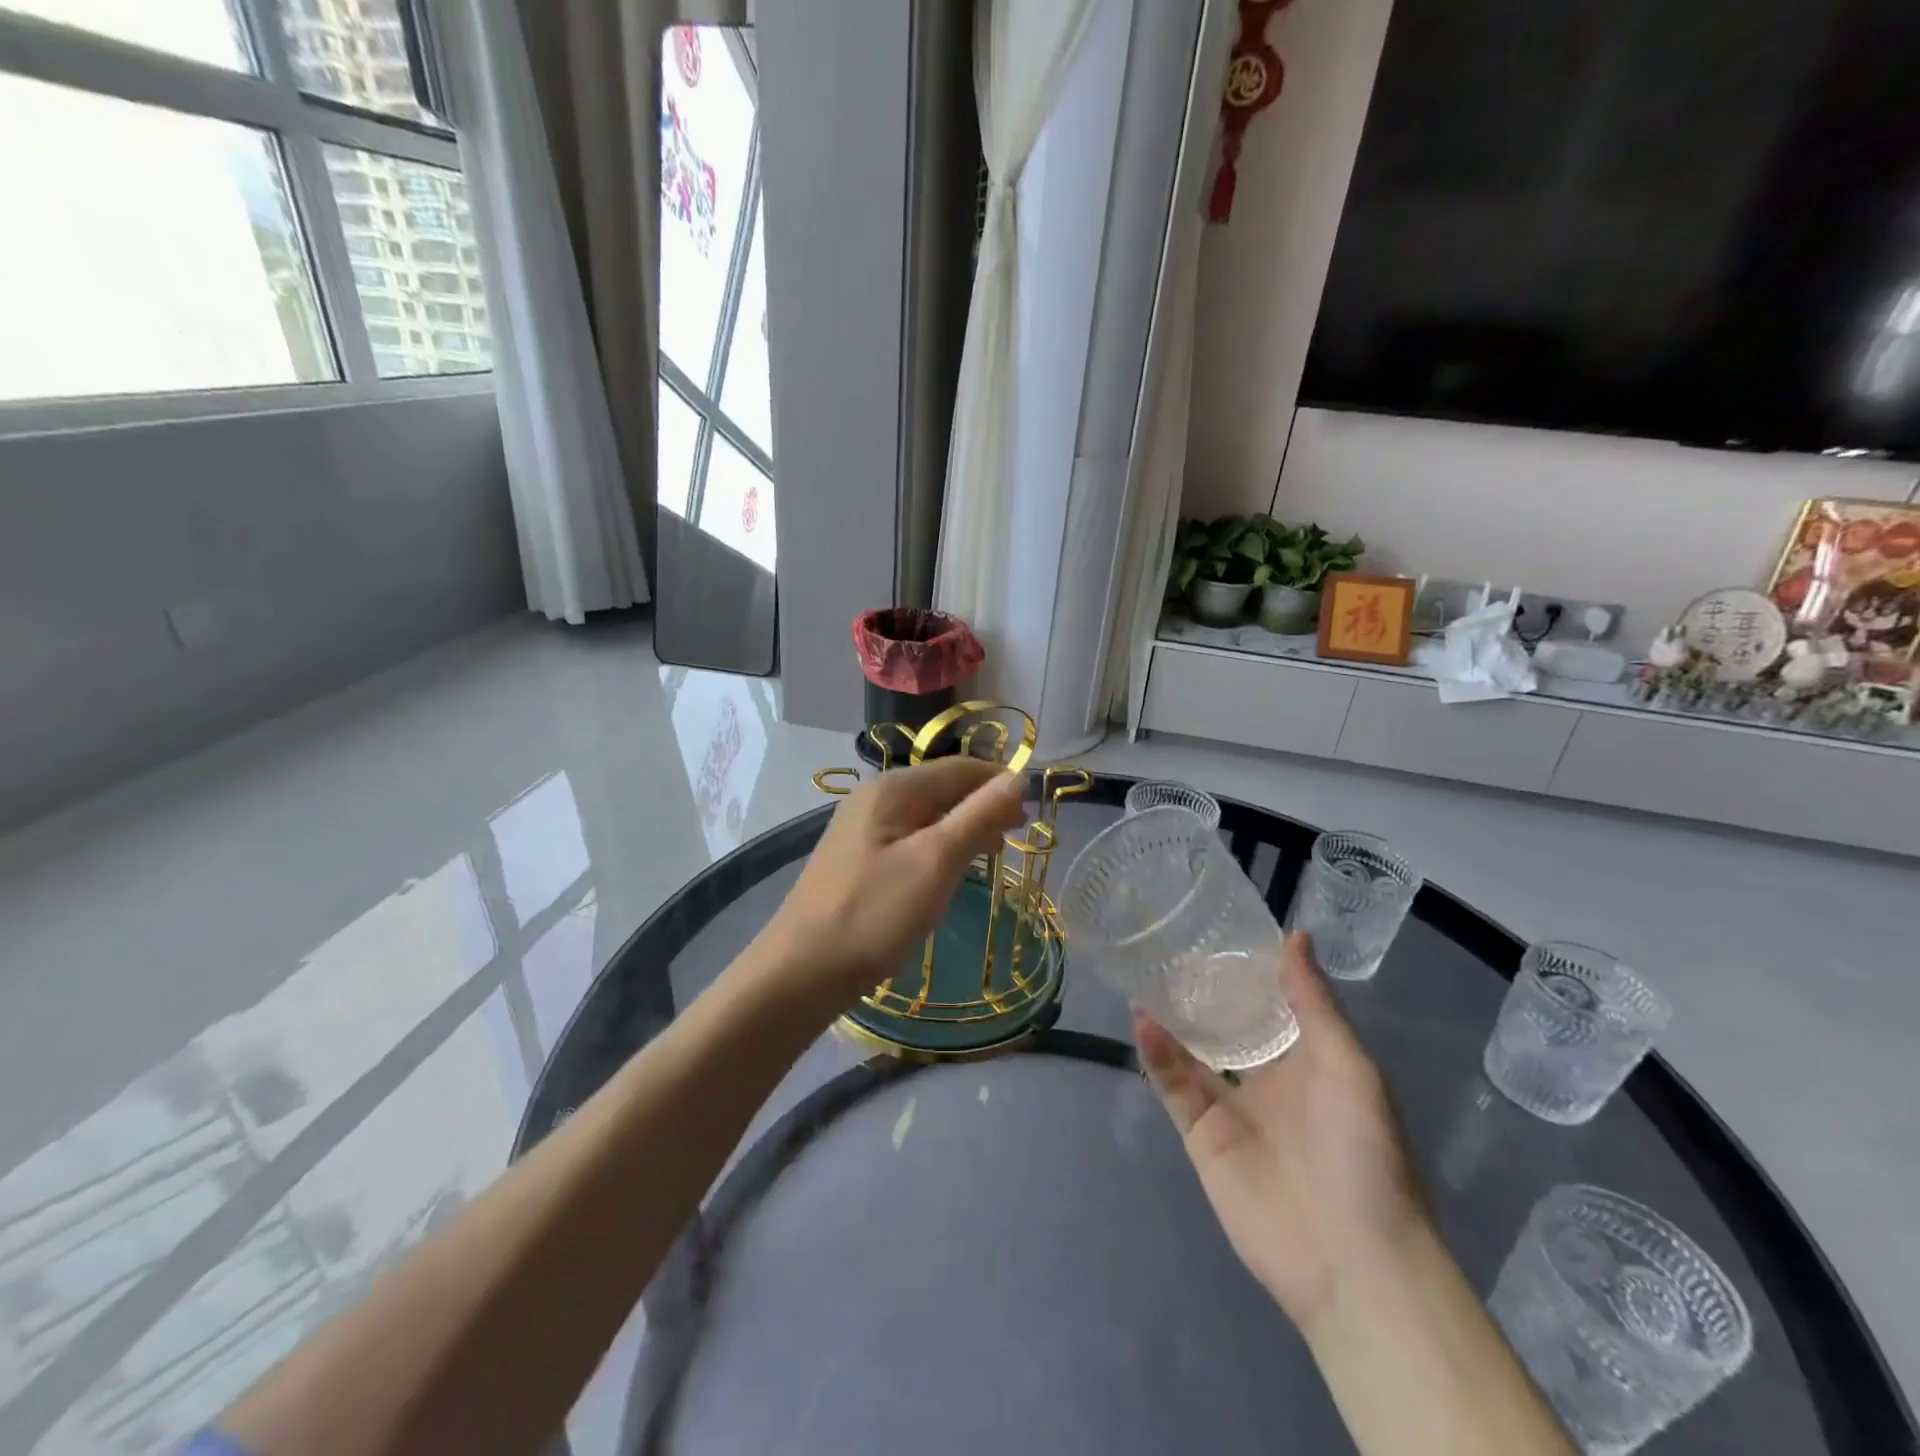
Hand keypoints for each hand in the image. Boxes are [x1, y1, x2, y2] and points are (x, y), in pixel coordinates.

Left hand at [758, 758, 1028, 1005]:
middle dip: (982, 806)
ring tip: (992, 855)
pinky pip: (909, 838)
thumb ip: (978, 815)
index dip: (999, 784)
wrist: (803, 969)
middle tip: (1015, 838)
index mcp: (893, 788)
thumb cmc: (875, 912)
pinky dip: (938, 847)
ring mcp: (862, 828)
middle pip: (942, 788)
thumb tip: (1017, 777)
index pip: (960, 768)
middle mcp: (875, 797)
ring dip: (963, 828)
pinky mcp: (858, 857)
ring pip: (927, 815)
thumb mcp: (936, 861)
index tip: (1031, 815)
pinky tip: (949, 871)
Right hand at [1134, 931, 1427, 1333]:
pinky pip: (1175, 1086)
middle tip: (1169, 945)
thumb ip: (1314, 1002)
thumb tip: (1295, 935)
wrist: (1351, 1258)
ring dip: (1172, 1017)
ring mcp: (1231, 1108)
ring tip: (1145, 971)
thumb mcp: (1348, 1066)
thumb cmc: (1361, 1151)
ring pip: (1193, 1051)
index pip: (1272, 1004)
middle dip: (1202, 991)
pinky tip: (1142, 1018)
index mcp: (1308, 1060)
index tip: (1220, 929)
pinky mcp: (1202, 1136)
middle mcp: (1267, 1078)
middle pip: (1227, 1025)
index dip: (1249, 970)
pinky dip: (1157, 1053)